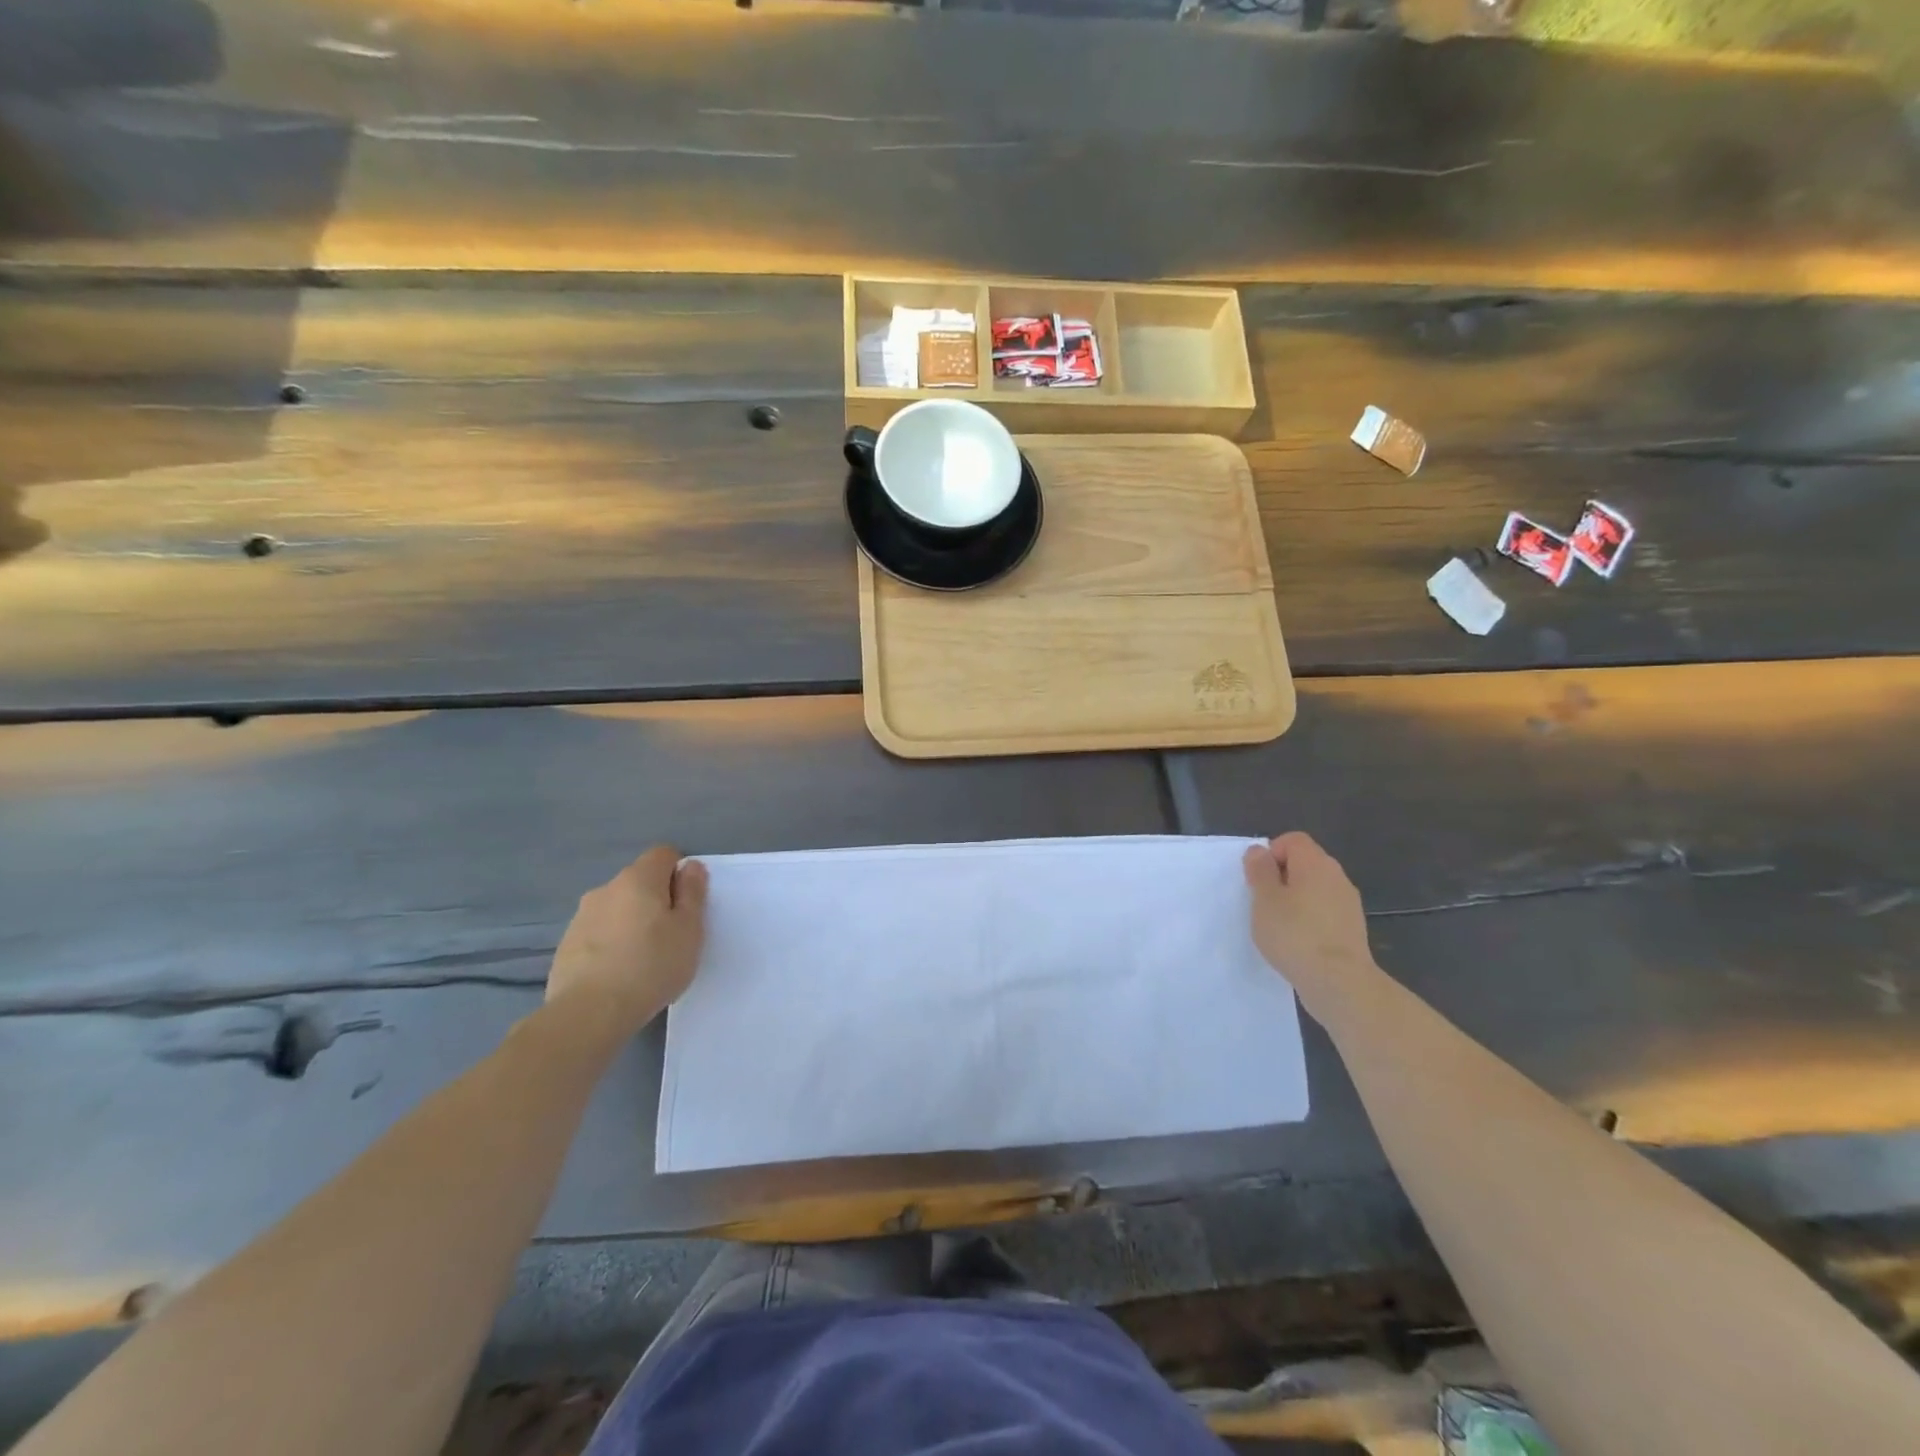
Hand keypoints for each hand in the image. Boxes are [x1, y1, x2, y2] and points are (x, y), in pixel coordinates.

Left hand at [546, 846, 708, 1037]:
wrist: (589, 1014)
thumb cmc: (651, 966)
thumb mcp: (690, 929)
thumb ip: (693, 893)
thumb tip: (691, 867)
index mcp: (639, 879)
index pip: (664, 854)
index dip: (680, 873)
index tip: (687, 905)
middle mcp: (606, 889)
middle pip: (639, 882)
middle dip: (656, 900)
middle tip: (670, 936)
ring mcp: (581, 916)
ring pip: (617, 908)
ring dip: (631, 922)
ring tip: (642, 960)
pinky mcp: (566, 945)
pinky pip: (598, 933)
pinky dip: (611, 944)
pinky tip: (618, 974)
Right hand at [1243, 833, 1376, 1017]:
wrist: (1339, 982)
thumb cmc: (1295, 934)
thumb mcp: (1264, 899)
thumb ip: (1259, 870)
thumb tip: (1259, 851)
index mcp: (1315, 863)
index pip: (1292, 840)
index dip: (1271, 853)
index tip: (1258, 880)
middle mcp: (1337, 877)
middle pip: (1305, 863)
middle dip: (1281, 877)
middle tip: (1263, 902)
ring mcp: (1348, 903)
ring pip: (1315, 889)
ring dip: (1295, 900)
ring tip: (1278, 926)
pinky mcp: (1352, 929)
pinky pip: (1324, 912)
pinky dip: (1309, 919)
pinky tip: (1297, 942)